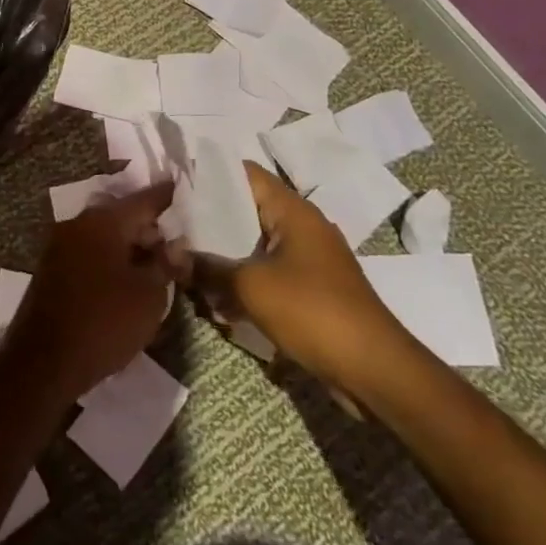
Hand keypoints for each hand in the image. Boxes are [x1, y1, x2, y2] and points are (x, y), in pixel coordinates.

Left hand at [1, 183, 176, 403]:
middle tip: (176, 244)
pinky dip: (111, 260)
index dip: (166, 197)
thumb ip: (165, 264)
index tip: (182, 188)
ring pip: (105, 236)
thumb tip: (174, 245)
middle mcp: (78, 224)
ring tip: (156, 265)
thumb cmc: (104, 322)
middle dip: (149, 228)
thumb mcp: (149, 296)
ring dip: (130, 246)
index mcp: (103, 222)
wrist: (44, 360)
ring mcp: (61, 245)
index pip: (143, 200)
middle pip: (122, 216)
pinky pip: (90, 253)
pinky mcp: (52, 269)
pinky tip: (128, 279)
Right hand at [176, 163, 416, 396]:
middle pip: (246, 208)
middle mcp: (302, 227)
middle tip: (169, 225)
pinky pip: (267, 272)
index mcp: (293, 211)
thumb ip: (207, 266)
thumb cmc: (313, 312)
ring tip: (184, 264)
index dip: (208, 172)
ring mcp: (309, 259)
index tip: (174, 183)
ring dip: (223, 254)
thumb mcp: (250, 286)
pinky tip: (215, 300)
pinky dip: (243, 279)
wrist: (376, 371)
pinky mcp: (311, 289)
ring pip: (254, 244)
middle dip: (207, 219)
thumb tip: (172, 255)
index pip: (244, 173)